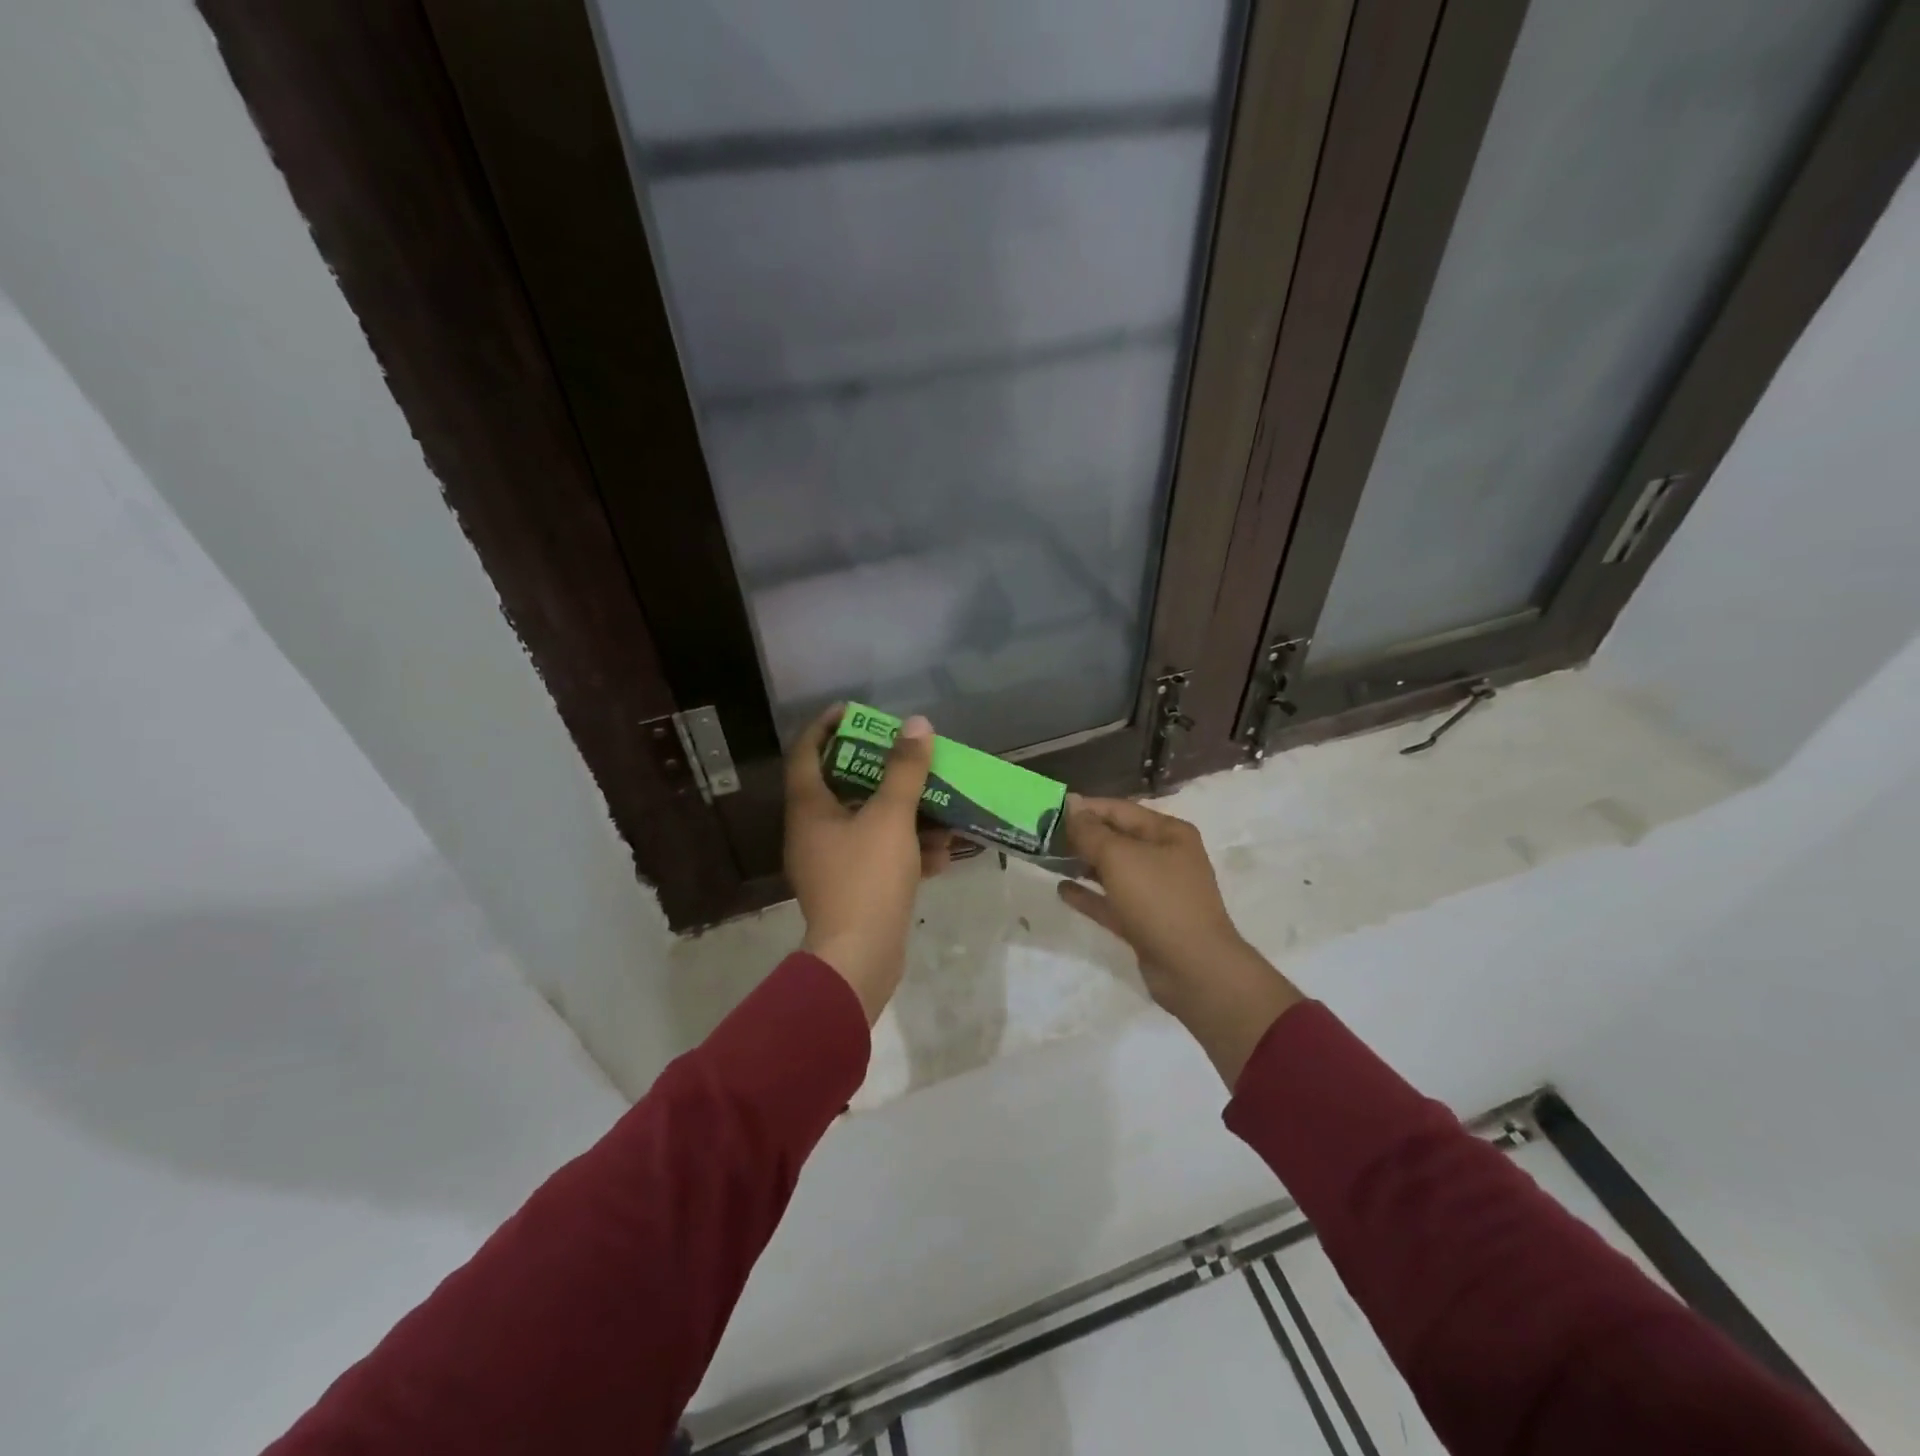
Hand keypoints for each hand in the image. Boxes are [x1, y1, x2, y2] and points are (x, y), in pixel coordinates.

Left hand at [785, 705, 952, 1021]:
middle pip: (841, 786)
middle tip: (906, 754)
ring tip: (939, 806)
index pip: (805, 753)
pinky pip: (879, 856)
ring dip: (903, 814)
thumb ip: (904, 770)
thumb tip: (916, 724)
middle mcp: (812, 832)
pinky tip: (941, 854)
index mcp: (808, 809)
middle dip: (878, 770)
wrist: (859, 959)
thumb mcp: (891, 817)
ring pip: (867, 824)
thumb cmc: (867, 878)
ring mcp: (830, 863)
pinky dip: (906, 850)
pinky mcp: (851, 889)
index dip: (825, 726)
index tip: (853, 711)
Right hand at [1057, 794, 1301, 1084]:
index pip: (1119, 810)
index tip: (1049, 810)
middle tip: (1043, 836)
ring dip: (1083, 864)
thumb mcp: (1120, 857)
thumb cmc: (1159, 900)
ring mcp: (1157, 892)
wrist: (1194, 969)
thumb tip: (1072, 805)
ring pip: (1113, 871)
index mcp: (1168, 833)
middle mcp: (1165, 857)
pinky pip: (1112, 901)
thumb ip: (1091, 831)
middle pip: (1116, 839)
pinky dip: (1089, 895)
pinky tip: (1062, 890)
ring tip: (1048, 860)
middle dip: (1081, 836)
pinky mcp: (1146, 922)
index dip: (1085, 808)